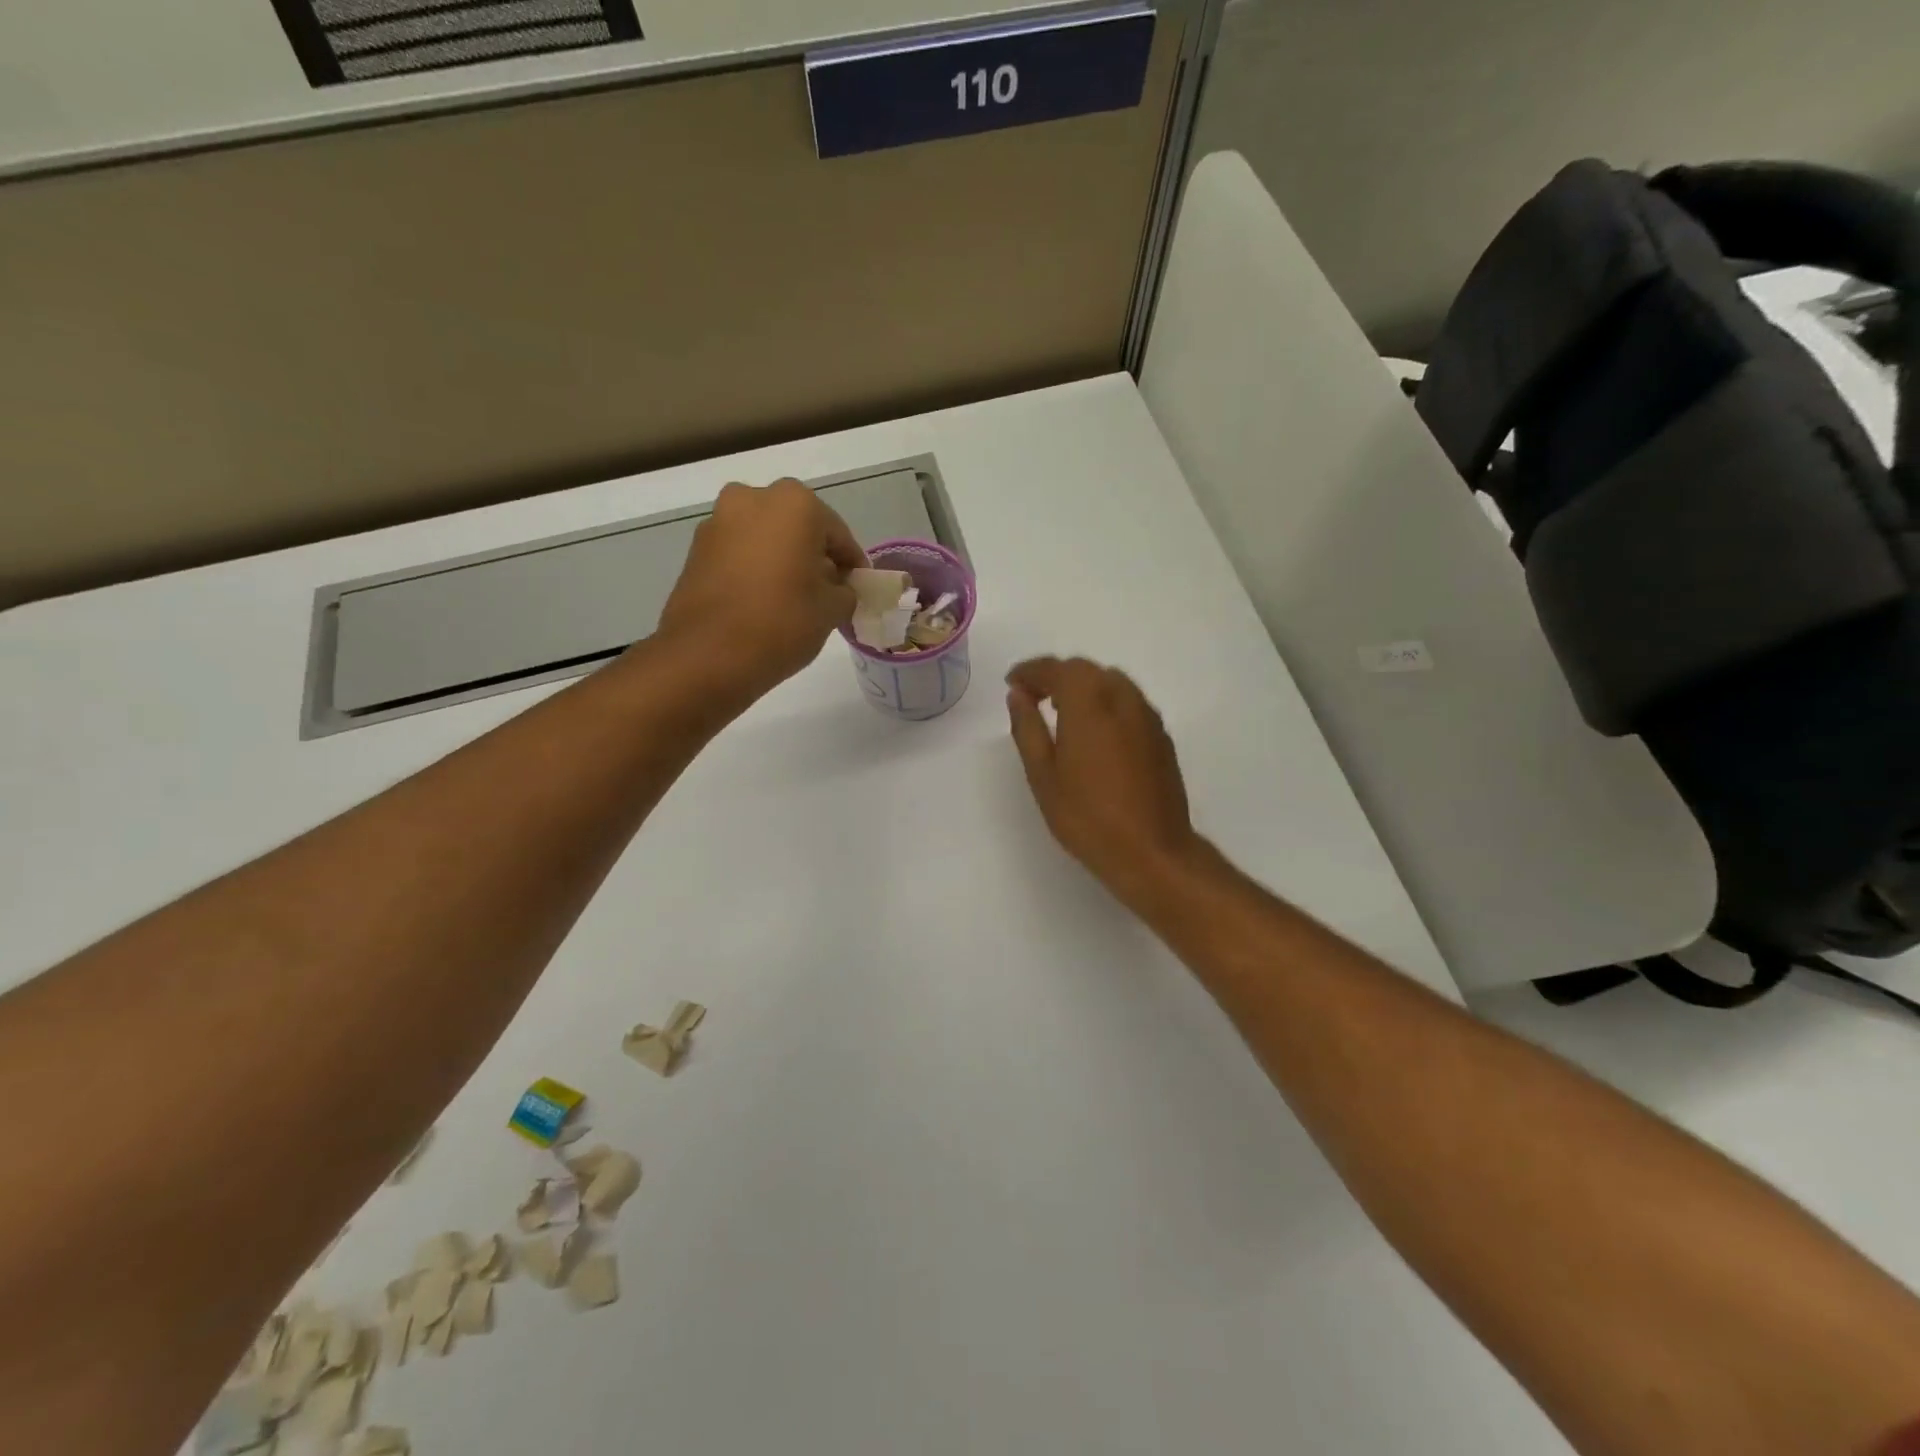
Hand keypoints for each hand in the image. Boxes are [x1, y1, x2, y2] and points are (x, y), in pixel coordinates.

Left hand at [658, 479, 866, 700]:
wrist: (707, 655)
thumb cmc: (781, 623)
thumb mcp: (832, 610)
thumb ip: (845, 590)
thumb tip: (837, 587)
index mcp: (795, 504)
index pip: (838, 534)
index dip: (852, 563)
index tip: (859, 587)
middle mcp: (753, 499)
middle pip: (798, 527)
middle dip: (814, 555)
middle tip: (828, 590)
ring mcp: (719, 521)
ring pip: (765, 537)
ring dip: (782, 559)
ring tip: (795, 597)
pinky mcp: (696, 549)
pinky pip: (740, 552)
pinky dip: (755, 568)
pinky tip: (765, 600)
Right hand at [1005, 657, 1202, 903]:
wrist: (1152, 852)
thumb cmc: (1087, 816)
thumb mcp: (1043, 775)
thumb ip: (1028, 728)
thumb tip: (1019, 696)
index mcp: (1088, 702)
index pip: (1056, 669)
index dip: (1030, 671)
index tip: (1012, 683)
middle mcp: (1122, 698)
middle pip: (1086, 670)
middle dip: (1056, 676)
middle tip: (1032, 697)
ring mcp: (1147, 716)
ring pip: (1111, 682)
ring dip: (1083, 687)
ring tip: (1060, 712)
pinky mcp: (1161, 736)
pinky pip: (1128, 702)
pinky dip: (1105, 703)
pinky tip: (1094, 732)